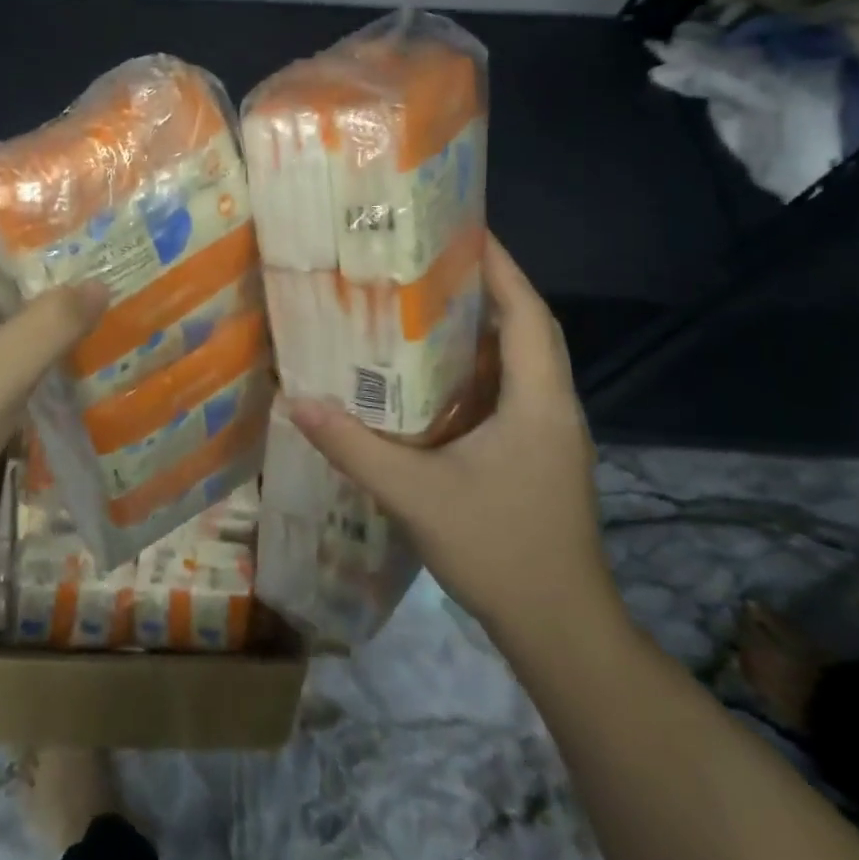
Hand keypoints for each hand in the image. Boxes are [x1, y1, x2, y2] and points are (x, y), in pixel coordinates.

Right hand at [284, 235, 620, 642]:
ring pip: (520, 362)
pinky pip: (511, 392)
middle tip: (434, 261)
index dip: (502, 267)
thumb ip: (355, 447)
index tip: (466, 230)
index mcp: (537, 402)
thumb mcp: (416, 495)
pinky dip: (480, 369)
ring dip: (484, 329)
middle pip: (528, 329)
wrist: (561, 629)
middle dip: (490, 288)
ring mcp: (550, 434)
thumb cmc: (499, 549)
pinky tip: (435, 375)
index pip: (527, 314)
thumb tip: (297, 402)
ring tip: (428, 303)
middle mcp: (552, 407)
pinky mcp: (539, 456)